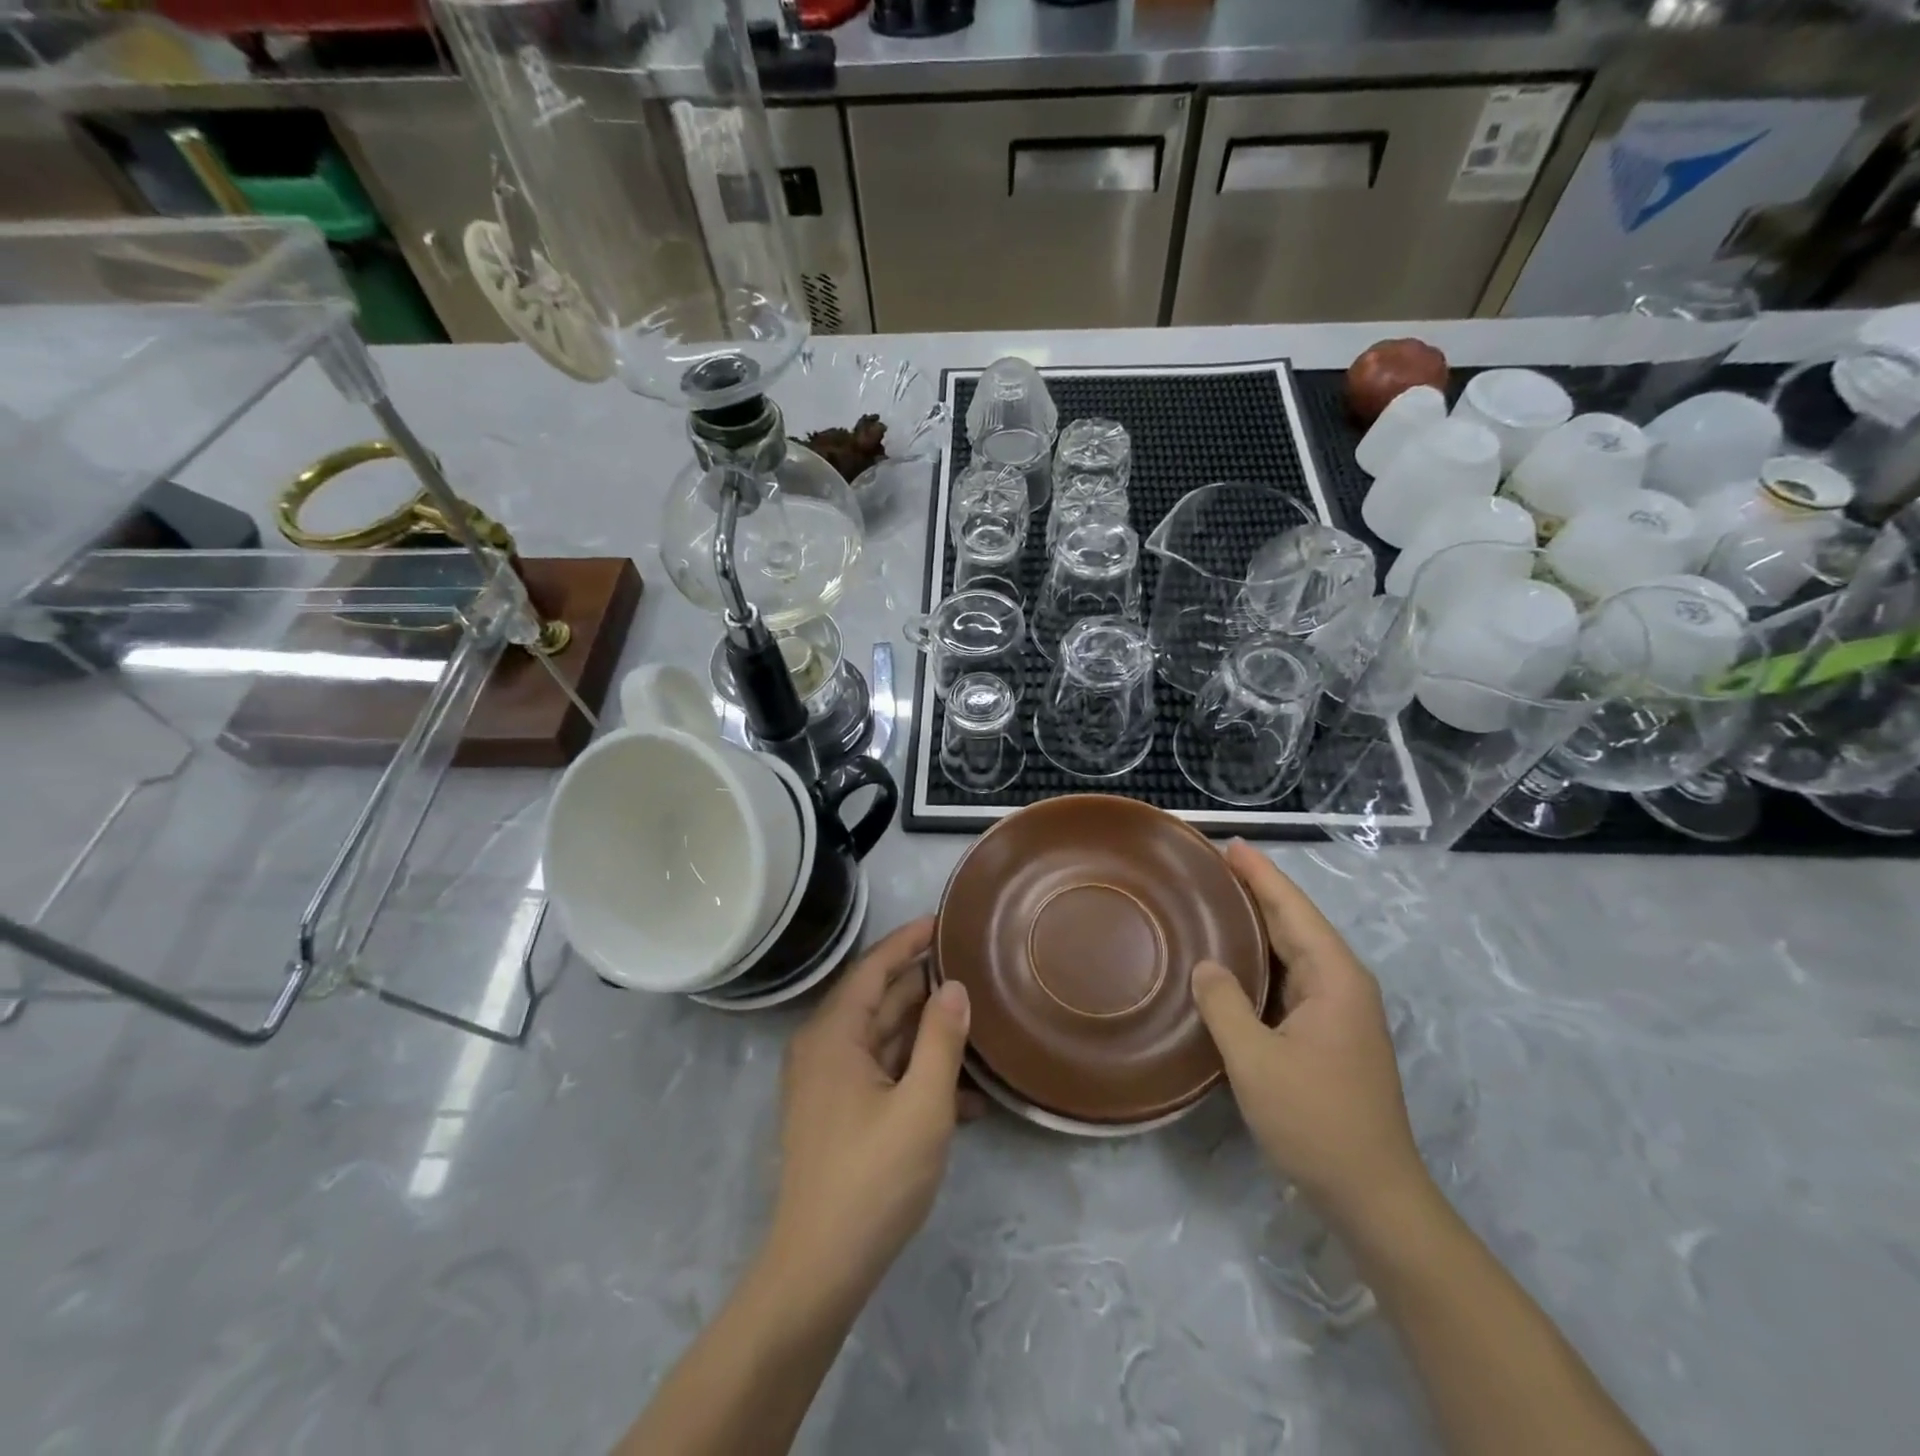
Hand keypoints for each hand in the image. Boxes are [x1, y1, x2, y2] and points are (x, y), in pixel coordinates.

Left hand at [765, 917, 975, 1308]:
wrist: (820, 1270)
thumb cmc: (872, 1179)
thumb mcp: (921, 1106)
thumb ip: (941, 1040)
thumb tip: (954, 987)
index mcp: (834, 1035)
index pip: (873, 968)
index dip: (908, 941)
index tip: (943, 920)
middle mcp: (826, 1049)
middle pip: (880, 1000)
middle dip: (925, 985)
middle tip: (972, 966)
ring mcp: (831, 1084)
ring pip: (886, 1040)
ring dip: (929, 1035)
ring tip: (979, 1020)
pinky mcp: (841, 1114)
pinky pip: (884, 1076)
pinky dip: (919, 1076)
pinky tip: (968, 1095)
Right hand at [1191, 842, 1426, 1225]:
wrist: (1372, 1196)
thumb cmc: (1316, 1121)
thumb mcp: (1255, 1060)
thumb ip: (1224, 1004)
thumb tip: (1206, 966)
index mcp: (1334, 977)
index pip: (1292, 909)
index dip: (1261, 874)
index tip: (1230, 845)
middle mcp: (1342, 984)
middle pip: (1295, 923)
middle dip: (1257, 891)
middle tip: (1210, 867)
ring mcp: (1339, 1011)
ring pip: (1293, 952)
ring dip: (1257, 925)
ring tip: (1214, 902)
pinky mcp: (1328, 1035)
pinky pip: (1289, 980)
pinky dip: (1260, 961)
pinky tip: (1232, 961)